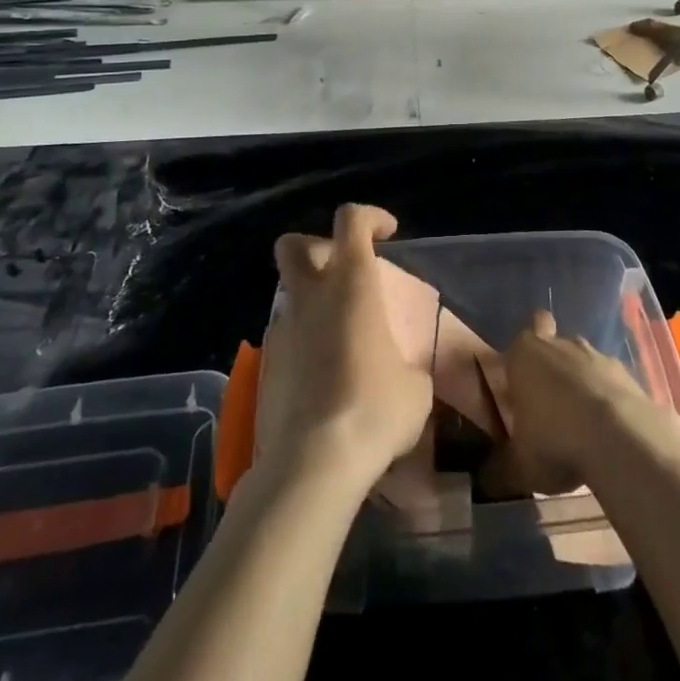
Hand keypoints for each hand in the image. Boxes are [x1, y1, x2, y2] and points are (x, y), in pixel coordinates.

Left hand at [258, 204, 434, 491]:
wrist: (313, 463)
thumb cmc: (375, 408)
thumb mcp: (415, 385)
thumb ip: (407, 362)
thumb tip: (403, 372)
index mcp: (351, 282)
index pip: (352, 219)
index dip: (371, 217)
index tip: (388, 233)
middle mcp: (310, 295)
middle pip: (294, 244)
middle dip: (315, 247)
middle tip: (342, 273)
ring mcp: (281, 329)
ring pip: (288, 294)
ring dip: (310, 302)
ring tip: (338, 338)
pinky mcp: (264, 366)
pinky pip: (284, 338)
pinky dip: (301, 344)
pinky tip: (321, 377)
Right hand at [484, 310, 669, 495]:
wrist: (620, 439)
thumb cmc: (556, 441)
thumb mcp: (518, 467)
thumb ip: (498, 470)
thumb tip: (485, 480)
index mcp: (524, 355)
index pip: (517, 343)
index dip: (518, 365)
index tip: (520, 393)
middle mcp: (559, 345)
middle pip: (552, 343)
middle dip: (550, 366)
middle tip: (549, 403)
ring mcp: (596, 355)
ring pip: (583, 360)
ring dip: (582, 383)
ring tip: (581, 424)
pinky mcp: (626, 373)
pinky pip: (611, 382)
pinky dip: (609, 400)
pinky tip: (610, 432)